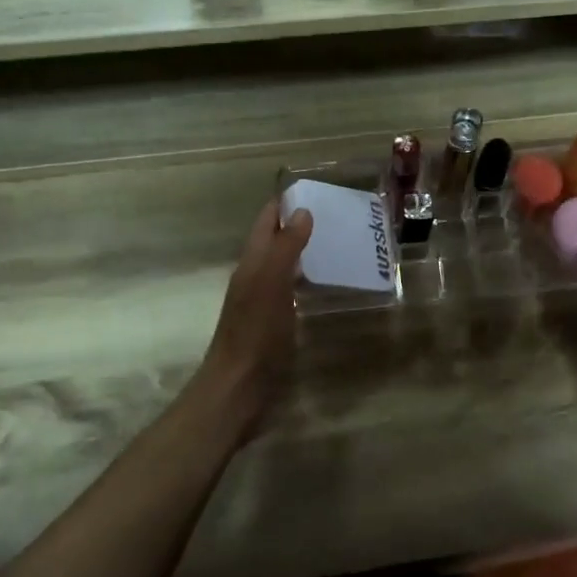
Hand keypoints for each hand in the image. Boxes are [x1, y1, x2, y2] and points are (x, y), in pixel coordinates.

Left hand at [192, 199, 313, 438]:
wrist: (238, 388)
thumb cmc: (255, 335)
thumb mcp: (270, 285)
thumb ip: (285, 248)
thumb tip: (302, 211)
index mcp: (252, 264)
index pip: (266, 222)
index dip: (285, 203)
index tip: (316, 188)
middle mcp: (255, 277)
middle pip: (275, 241)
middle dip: (299, 224)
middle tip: (337, 214)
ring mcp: (264, 302)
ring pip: (284, 265)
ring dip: (304, 251)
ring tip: (338, 242)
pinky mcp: (274, 324)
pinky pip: (291, 291)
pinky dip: (307, 279)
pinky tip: (326, 284)